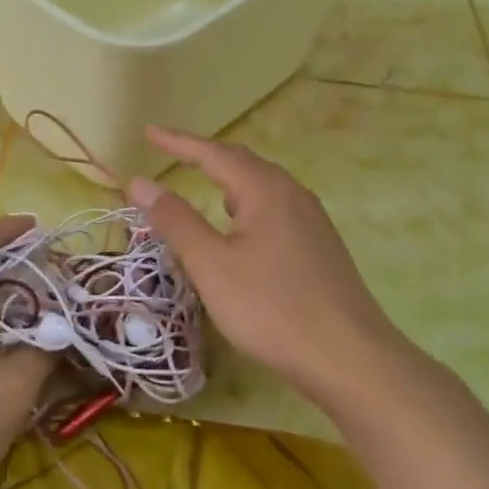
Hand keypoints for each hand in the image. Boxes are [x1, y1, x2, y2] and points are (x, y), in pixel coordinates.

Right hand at [127, 127, 428, 419]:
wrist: (348, 357)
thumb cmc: (270, 307)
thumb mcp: (211, 264)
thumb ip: (175, 220)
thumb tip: (140, 181)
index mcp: (265, 190)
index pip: (213, 153)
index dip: (178, 142)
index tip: (148, 132)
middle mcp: (292, 194)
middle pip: (242, 162)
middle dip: (204, 155)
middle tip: (170, 151)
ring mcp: (311, 220)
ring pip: (262, 186)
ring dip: (228, 179)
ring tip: (202, 181)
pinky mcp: (319, 246)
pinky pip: (274, 208)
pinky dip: (246, 203)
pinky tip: (242, 226)